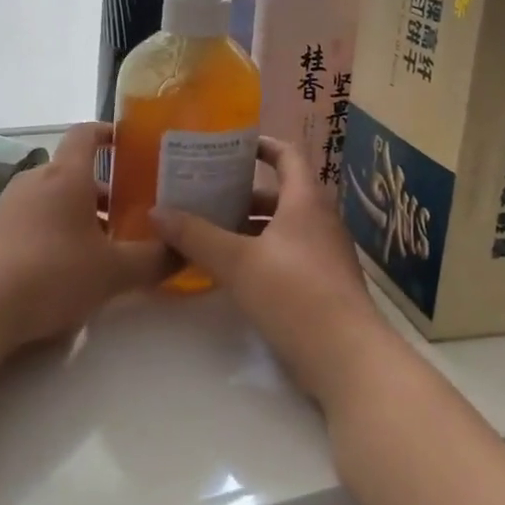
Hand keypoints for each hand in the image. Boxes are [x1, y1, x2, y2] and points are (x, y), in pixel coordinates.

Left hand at [0, 123, 171, 356]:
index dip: (108, 133)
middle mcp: (34, 181)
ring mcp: (5, 207)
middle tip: (129, 214)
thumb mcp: (113, 273)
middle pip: (72, 172)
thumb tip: (185, 252)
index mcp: (66, 176)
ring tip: (99, 248)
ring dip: (76, 215)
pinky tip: (58, 269)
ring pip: (50, 199)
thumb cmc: (51, 274)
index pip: (86, 134)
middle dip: (101, 190)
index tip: (128, 143)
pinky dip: (49, 232)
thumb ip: (154, 261)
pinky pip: (28, 221)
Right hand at [151, 138, 396, 408]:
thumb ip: (196, 236)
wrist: (347, 358)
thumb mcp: (237, 262)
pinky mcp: (325, 284)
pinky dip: (262, 252)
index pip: (287, 155)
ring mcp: (326, 254)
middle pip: (280, 194)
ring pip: (283, 227)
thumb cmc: (294, 295)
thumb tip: (156, 212)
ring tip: (209, 231)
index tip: (231, 145)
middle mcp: (320, 220)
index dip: (261, 145)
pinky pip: (289, 253)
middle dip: (242, 193)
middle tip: (204, 194)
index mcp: (306, 201)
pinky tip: (233, 270)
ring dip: (249, 226)